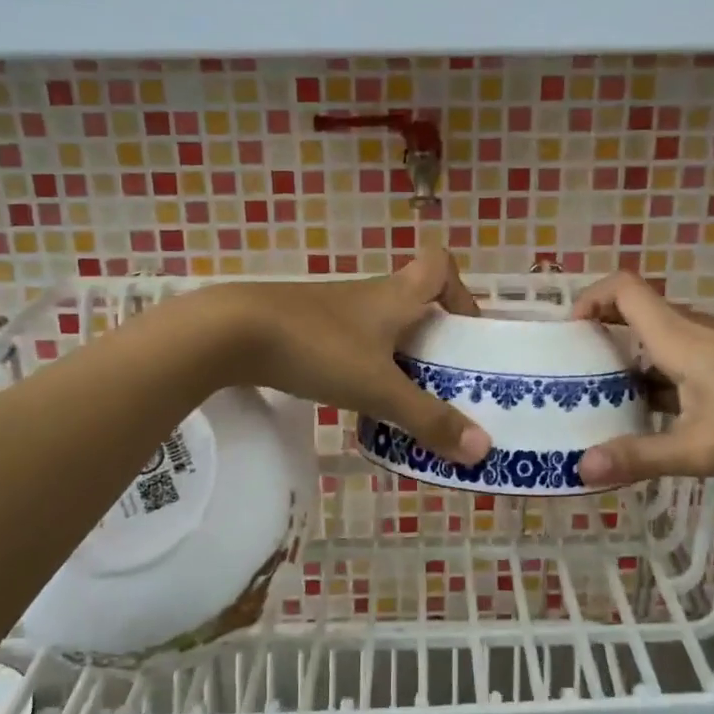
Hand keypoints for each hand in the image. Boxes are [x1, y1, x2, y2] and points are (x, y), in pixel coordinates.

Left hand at [210, 248, 490, 465]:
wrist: (231, 332)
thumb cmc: (318, 348)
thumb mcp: (379, 389)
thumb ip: (428, 419)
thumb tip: (482, 449)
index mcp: (395, 295)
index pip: (440, 265)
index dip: (460, 291)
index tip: (464, 331)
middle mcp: (367, 295)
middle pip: (413, 301)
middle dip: (432, 338)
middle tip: (442, 380)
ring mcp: (331, 309)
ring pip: (378, 325)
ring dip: (395, 355)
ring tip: (401, 399)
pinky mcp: (301, 326)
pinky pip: (347, 341)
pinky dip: (360, 364)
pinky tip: (352, 397)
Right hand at [570, 272, 713, 485]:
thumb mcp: (700, 447)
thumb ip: (641, 457)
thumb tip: (582, 468)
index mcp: (676, 336)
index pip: (622, 288)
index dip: (588, 298)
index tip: (568, 333)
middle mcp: (692, 331)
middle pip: (635, 313)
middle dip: (600, 337)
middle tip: (574, 375)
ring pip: (659, 341)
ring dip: (629, 362)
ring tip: (607, 402)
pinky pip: (682, 359)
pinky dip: (659, 378)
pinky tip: (660, 421)